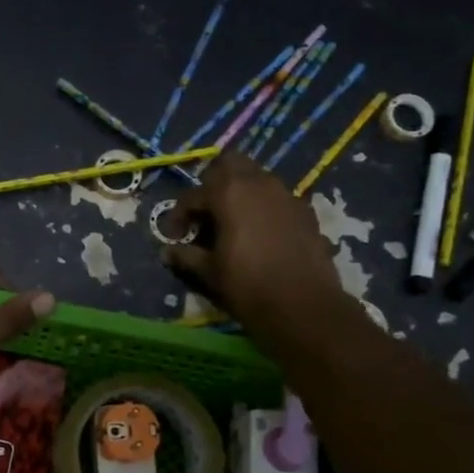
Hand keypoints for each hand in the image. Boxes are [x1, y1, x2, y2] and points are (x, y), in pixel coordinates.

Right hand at [162, 152, 344, 340]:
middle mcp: (259, 183)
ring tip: (233, 224)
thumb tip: (167, 252)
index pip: (193, 195)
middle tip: (206, 214)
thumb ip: (186, 256)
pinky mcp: (306, 211)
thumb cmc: (248, 286)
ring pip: (257, 178)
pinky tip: (261, 235)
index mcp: (229, 192)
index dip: (179, 216)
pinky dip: (264, 208)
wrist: (304, 307)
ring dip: (240, 194)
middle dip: (213, 185)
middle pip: (230, 164)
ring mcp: (286, 195)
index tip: (175, 238)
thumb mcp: (209, 272)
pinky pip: (278, 198)